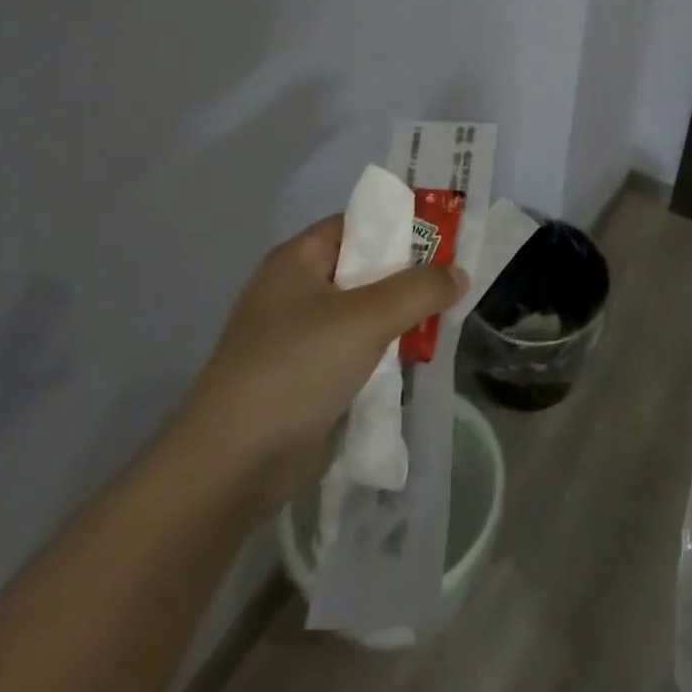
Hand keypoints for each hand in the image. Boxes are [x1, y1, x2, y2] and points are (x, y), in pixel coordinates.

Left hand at [167, 214, 466, 515]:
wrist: (231, 467)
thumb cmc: (297, 368)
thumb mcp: (368, 317)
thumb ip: (420, 289)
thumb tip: (460, 274)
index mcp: (297, 261)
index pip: (358, 224)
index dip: (402, 225)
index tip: (447, 237)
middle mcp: (295, 292)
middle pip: (364, 268)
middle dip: (409, 275)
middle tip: (455, 279)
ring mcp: (297, 338)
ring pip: (363, 313)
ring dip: (400, 317)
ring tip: (445, 319)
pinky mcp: (304, 379)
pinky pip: (355, 351)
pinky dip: (384, 352)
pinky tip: (416, 359)